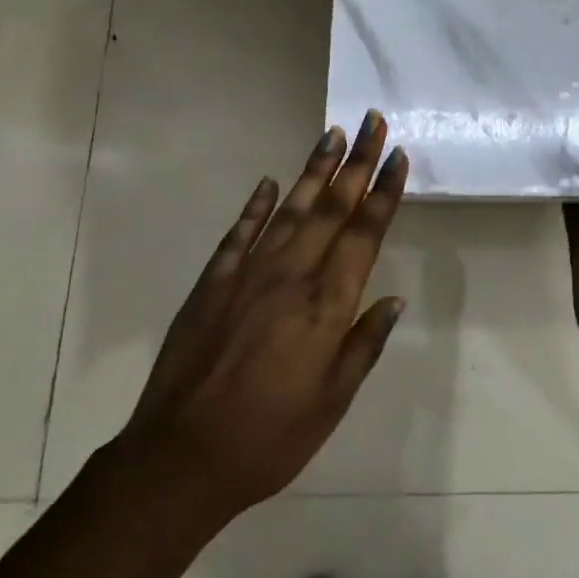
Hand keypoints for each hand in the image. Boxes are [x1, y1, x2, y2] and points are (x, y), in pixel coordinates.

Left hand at [110, 114, 407, 522]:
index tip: (397, 156)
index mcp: (326, 305)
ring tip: (331, 134)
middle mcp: (291, 275)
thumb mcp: (331, 402)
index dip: (383, 192)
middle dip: (356, 161)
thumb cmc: (270, 437)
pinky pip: (240, 232)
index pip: (364, 234)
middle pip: (332, 207)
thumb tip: (393, 299)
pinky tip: (269, 182)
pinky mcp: (214, 280)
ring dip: (314, 170)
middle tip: (372, 120)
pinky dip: (257, 204)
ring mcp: (249, 273)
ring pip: (290, 208)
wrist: (181, 456)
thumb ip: (364, 345)